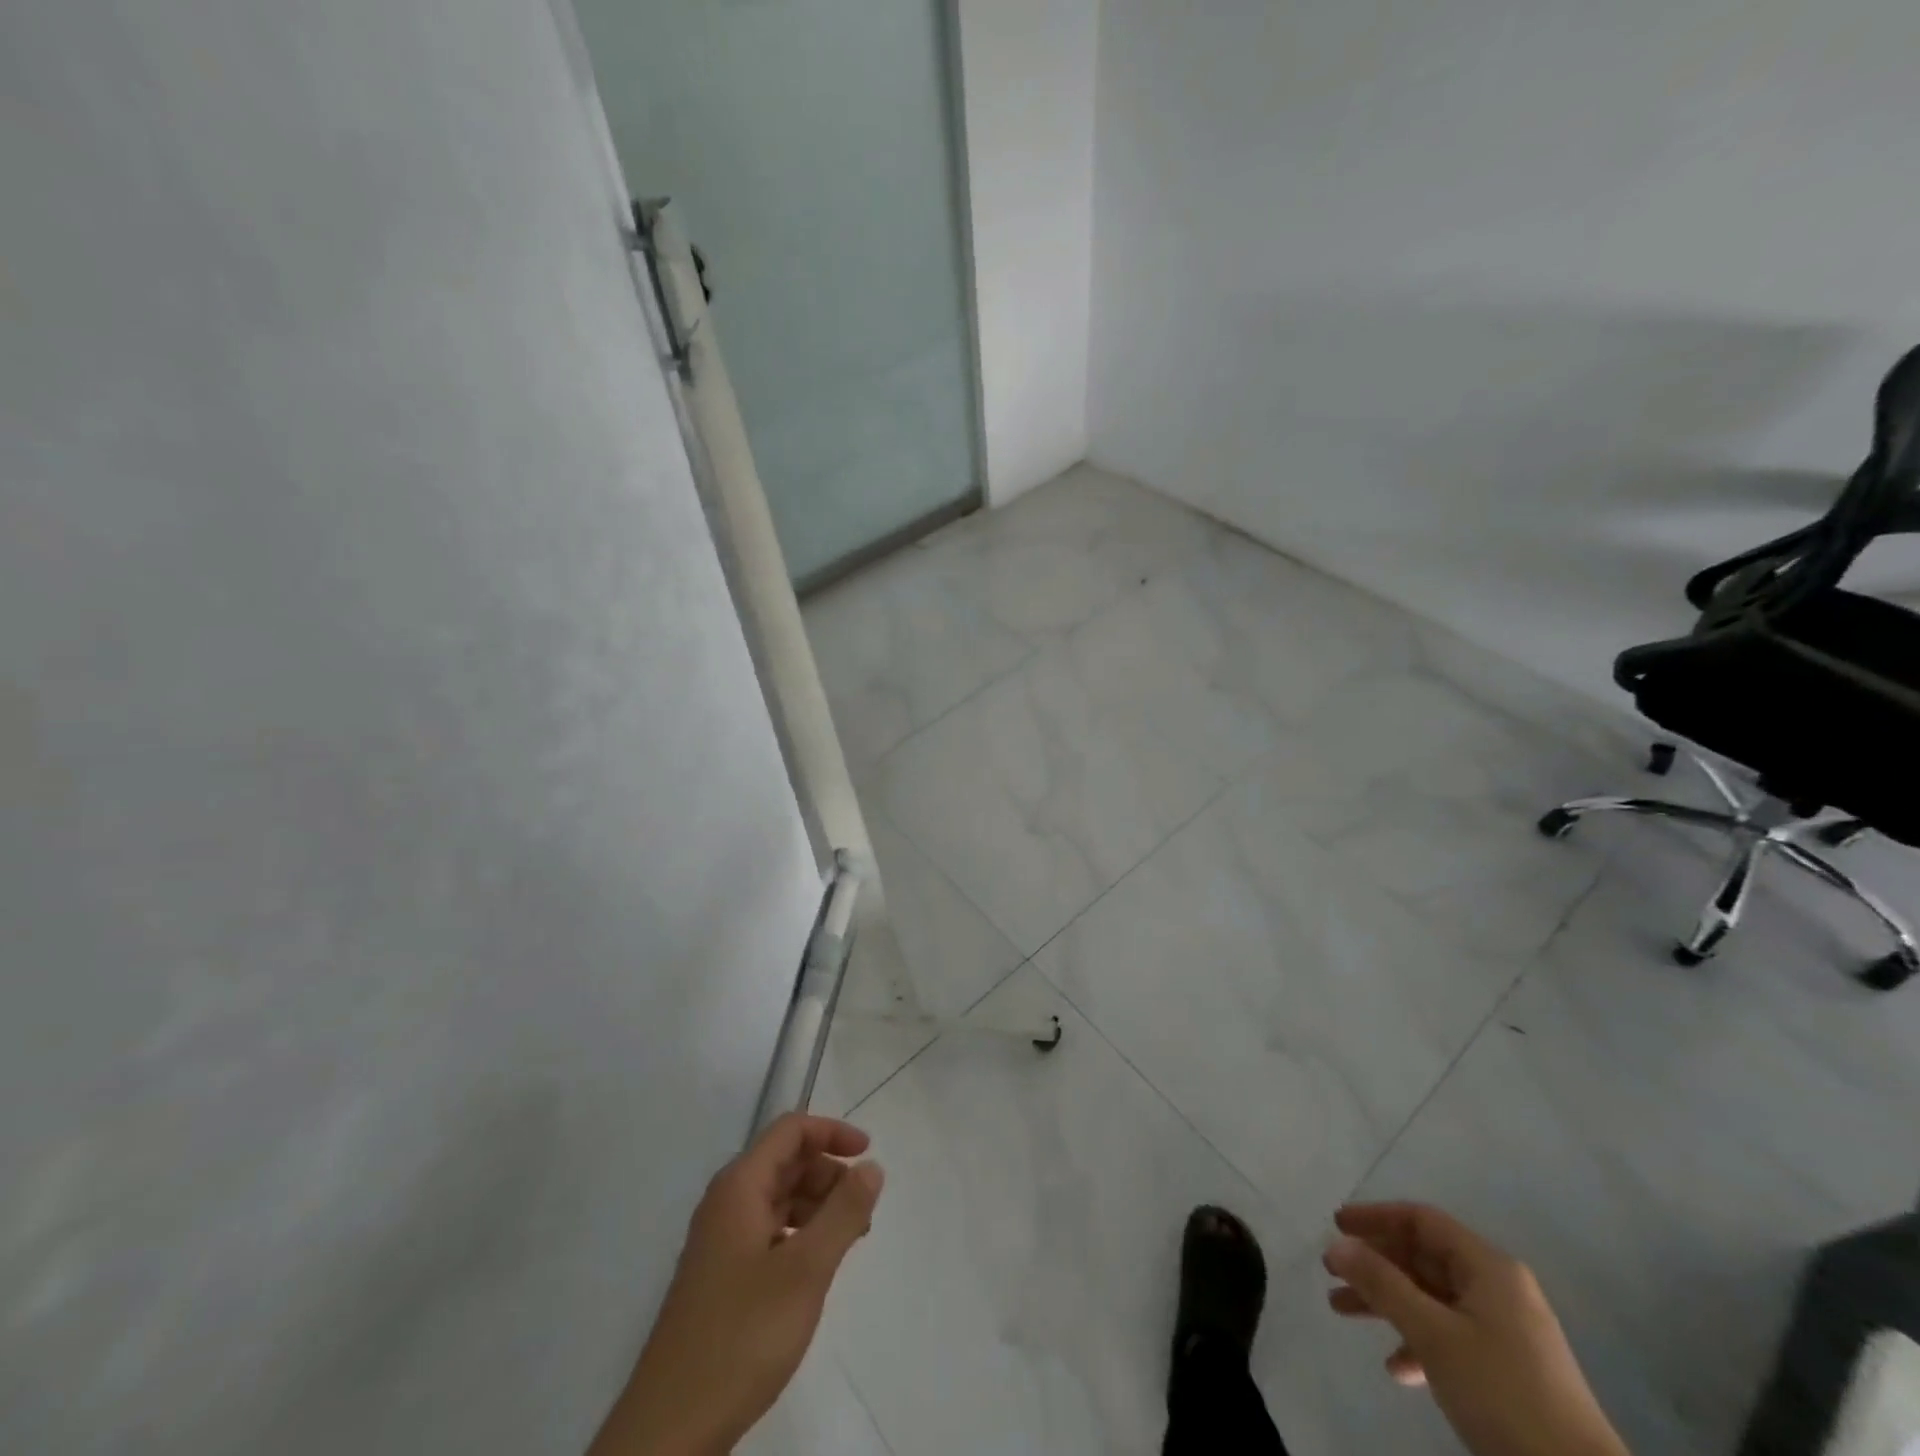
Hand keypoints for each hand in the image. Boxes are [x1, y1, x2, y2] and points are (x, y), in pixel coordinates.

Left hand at [589, 1114, 884, 1455]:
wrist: (670, 1429)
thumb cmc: (742, 1336)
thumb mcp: (806, 1270)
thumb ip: (844, 1213)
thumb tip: (871, 1166)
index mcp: (740, 1187)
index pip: (790, 1131)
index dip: (831, 1132)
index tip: (868, 1153)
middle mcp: (726, 1203)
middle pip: (785, 1162)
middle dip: (828, 1174)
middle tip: (863, 1210)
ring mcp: (720, 1241)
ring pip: (778, 1199)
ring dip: (817, 1206)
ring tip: (849, 1240)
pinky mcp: (720, 1277)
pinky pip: (768, 1232)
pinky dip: (799, 1235)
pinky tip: (816, 1269)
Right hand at [1324, 1203, 1628, 1455]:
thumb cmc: (1502, 1392)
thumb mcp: (1433, 1334)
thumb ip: (1382, 1283)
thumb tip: (1336, 1244)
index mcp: (1488, 1267)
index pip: (1422, 1220)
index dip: (1376, 1217)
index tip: (1336, 1225)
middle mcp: (1498, 1288)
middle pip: (1423, 1258)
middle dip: (1375, 1264)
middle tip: (1332, 1273)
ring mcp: (1506, 1330)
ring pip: (1431, 1298)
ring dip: (1387, 1303)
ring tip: (1343, 1312)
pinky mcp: (1510, 1370)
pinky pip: (1451, 1337)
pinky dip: (1418, 1342)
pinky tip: (1398, 1369)